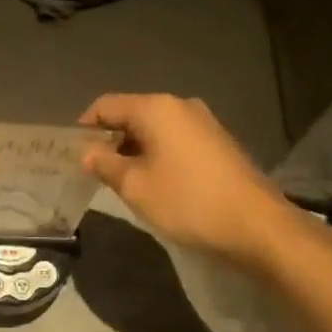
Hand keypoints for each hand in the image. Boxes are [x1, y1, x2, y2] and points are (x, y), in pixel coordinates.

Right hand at [79, 94, 296, 264]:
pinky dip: (158, 155)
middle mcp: (180, 106)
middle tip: (96, 172)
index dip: (84, 126)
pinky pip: (176, 140)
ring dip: (134, 150)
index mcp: (156, 108)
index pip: (106, 105)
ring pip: (155, 129)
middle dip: (110, 140)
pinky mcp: (218, 143)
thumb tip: (88, 152)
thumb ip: (105, 164)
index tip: (73, 154)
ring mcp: (203, 123)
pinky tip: (157, 184)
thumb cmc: (188, 201)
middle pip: (132, 114)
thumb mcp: (135, 186)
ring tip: (124, 182)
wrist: (257, 227)